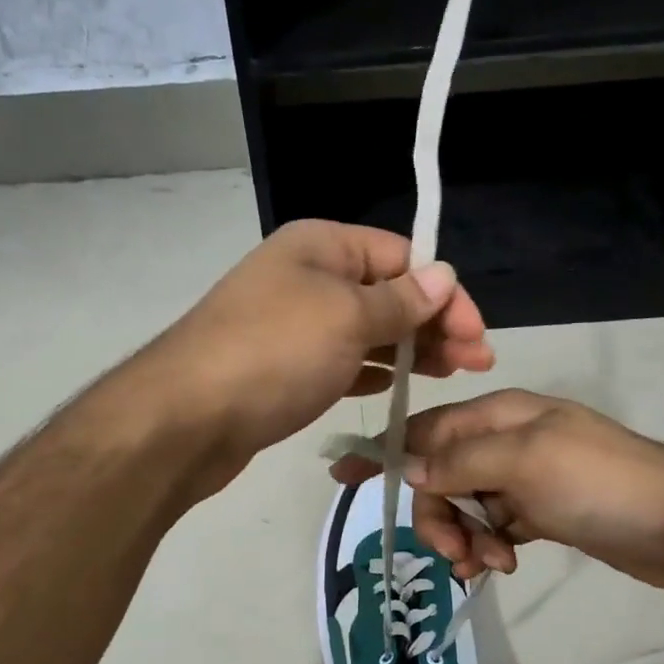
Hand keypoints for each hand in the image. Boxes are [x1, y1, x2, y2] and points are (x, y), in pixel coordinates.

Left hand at [139, 220, 493, 487]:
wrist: (186, 418)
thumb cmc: (274, 354)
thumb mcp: (347, 318)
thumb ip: (400, 301)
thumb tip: (443, 276)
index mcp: (320, 246)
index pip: (401, 256)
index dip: (444, 292)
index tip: (476, 336)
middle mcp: (305, 276)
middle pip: (385, 293)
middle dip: (433, 324)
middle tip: (474, 363)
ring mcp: (290, 325)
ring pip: (365, 330)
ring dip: (408, 349)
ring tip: (448, 375)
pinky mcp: (282, 368)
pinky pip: (339, 361)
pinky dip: (370, 370)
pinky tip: (395, 387)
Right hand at [330, 389, 663, 596]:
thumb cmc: (601, 483)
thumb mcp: (524, 461)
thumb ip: (461, 461)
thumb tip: (409, 468)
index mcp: (499, 415)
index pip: (425, 429)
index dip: (383, 451)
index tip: (340, 475)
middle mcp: (506, 441)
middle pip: (441, 474)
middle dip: (437, 513)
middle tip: (454, 551)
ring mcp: (524, 478)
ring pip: (463, 504)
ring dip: (462, 536)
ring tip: (487, 564)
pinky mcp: (541, 511)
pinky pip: (491, 525)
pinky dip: (487, 544)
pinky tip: (501, 563)